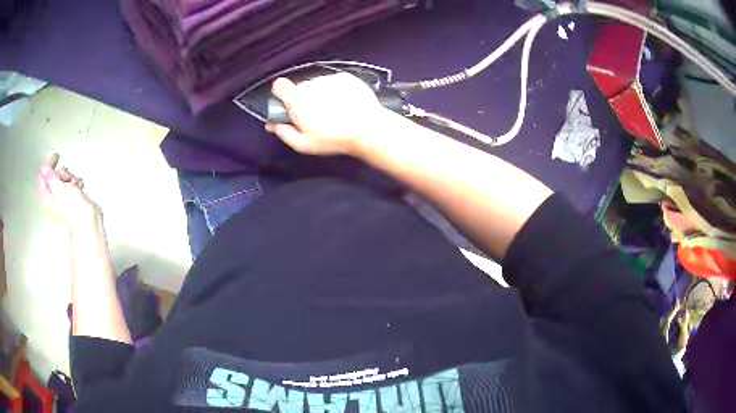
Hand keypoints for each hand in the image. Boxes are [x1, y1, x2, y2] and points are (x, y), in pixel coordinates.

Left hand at [38, 154, 101, 232]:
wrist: (89, 222)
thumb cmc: (73, 208)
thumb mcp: (60, 190)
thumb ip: (51, 178)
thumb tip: (45, 169)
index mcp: (47, 198)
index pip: (42, 177)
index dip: (47, 164)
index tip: (55, 156)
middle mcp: (52, 198)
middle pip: (53, 176)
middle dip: (62, 173)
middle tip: (67, 177)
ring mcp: (62, 199)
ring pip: (63, 179)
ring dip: (70, 177)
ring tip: (75, 185)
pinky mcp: (71, 199)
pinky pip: (70, 184)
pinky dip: (75, 183)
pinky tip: (79, 188)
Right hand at [266, 73, 389, 156]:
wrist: (367, 128)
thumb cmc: (332, 139)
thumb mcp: (303, 144)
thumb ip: (283, 132)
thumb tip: (271, 124)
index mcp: (297, 98)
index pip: (279, 85)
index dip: (281, 94)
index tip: (288, 105)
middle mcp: (311, 83)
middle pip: (300, 87)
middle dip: (303, 98)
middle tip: (315, 115)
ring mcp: (330, 78)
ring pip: (317, 84)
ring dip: (320, 93)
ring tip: (334, 110)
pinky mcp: (346, 77)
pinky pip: (334, 82)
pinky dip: (336, 90)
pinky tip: (346, 103)